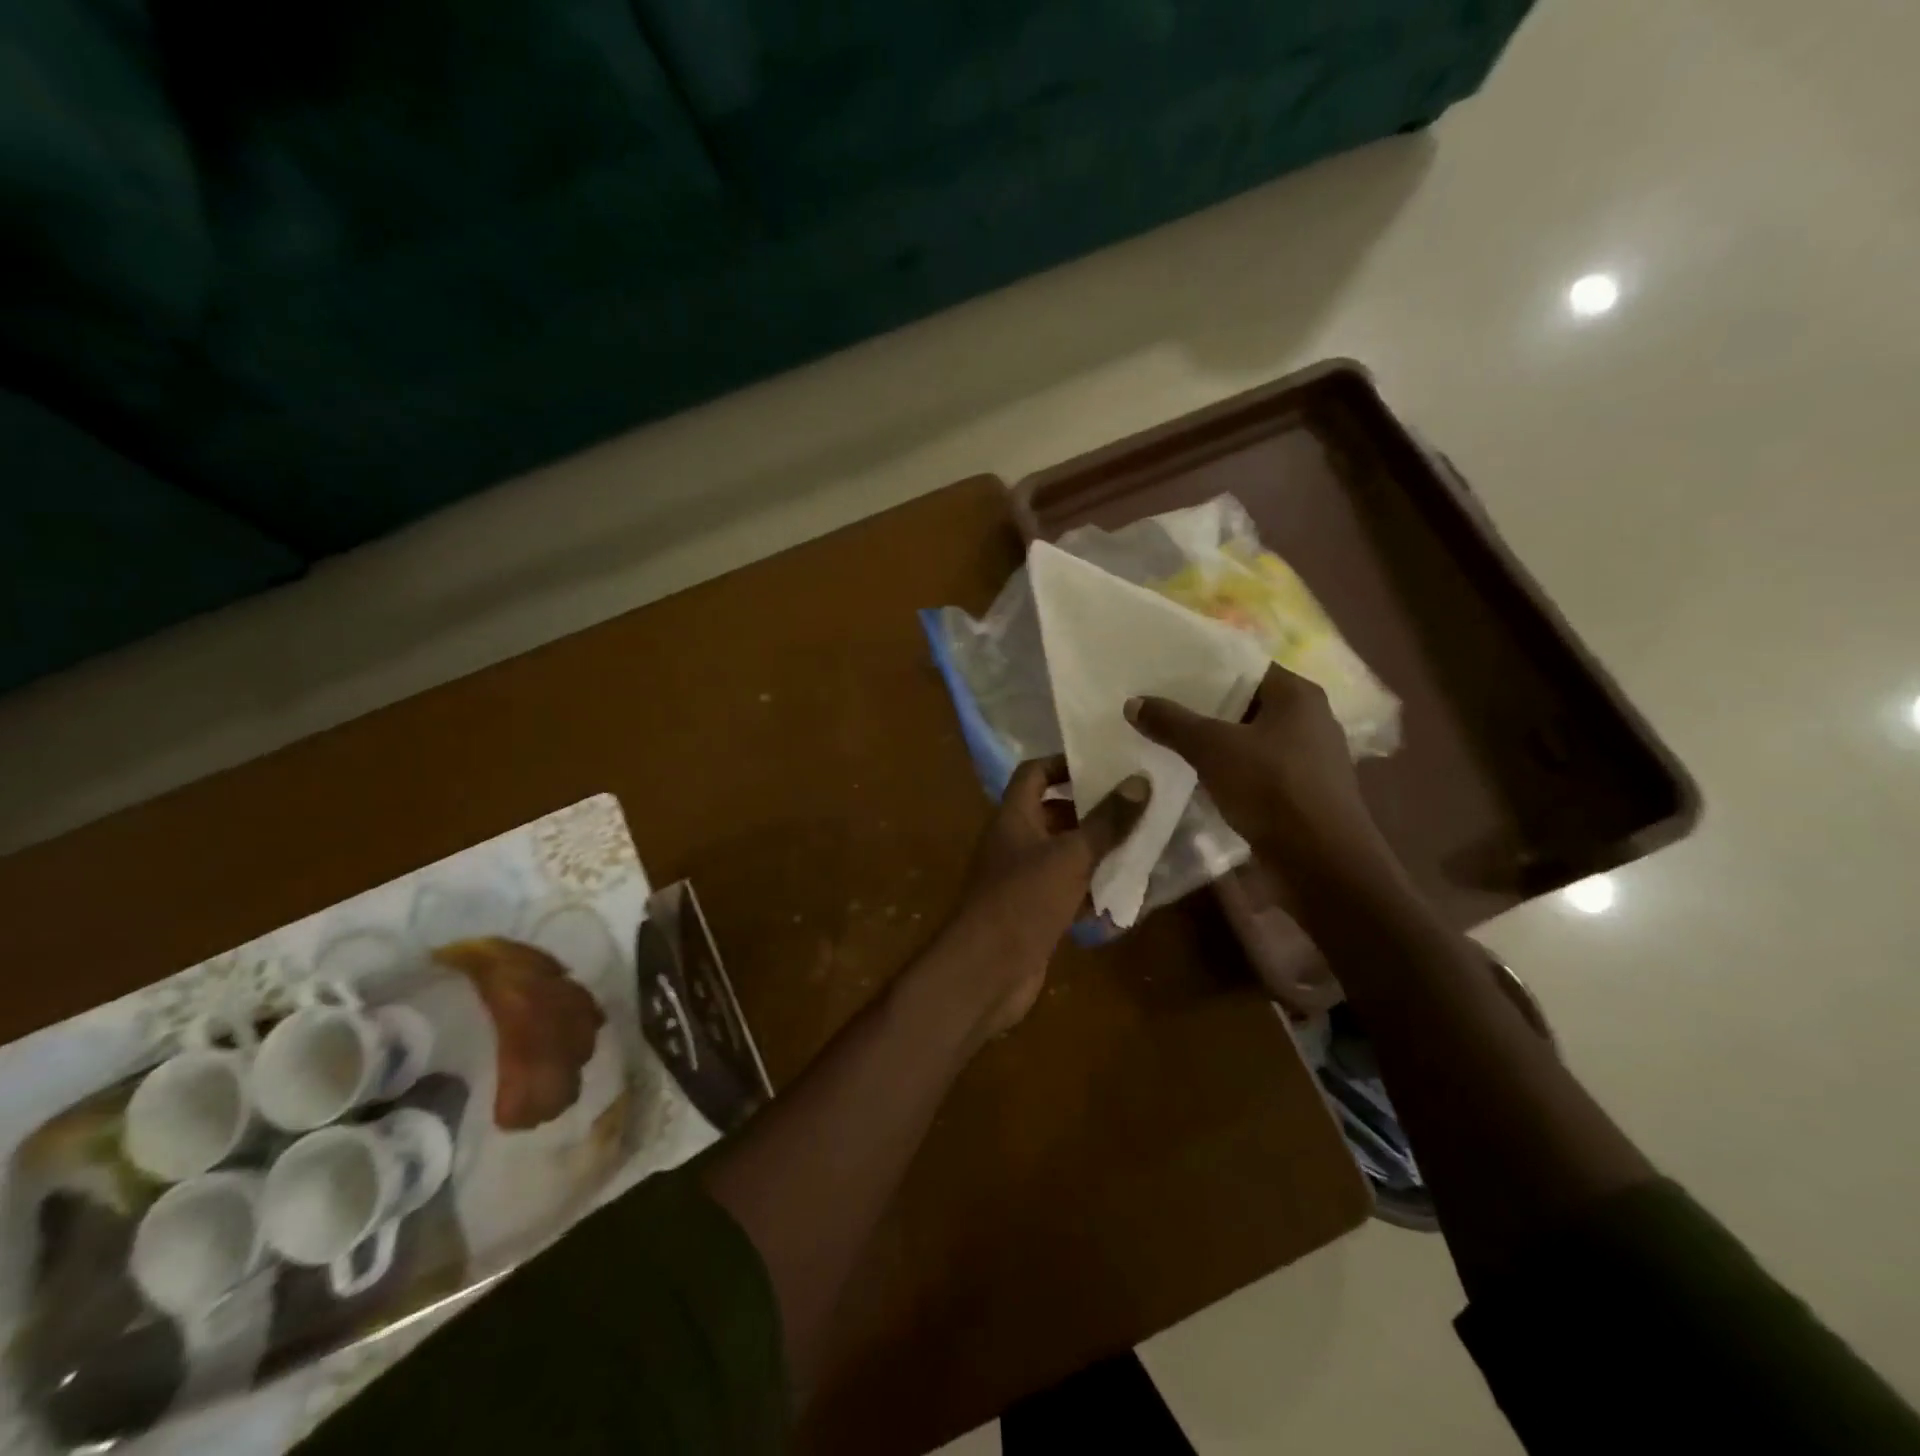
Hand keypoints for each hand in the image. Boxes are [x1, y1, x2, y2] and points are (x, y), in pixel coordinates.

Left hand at [944, 757, 1149, 1038]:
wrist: (986, 971)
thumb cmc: (1023, 900)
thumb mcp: (1070, 856)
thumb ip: (1106, 822)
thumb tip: (1140, 782)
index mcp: (1013, 817)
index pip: (1034, 773)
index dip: (1064, 764)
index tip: (1104, 765)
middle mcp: (1015, 843)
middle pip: (1053, 815)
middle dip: (1093, 812)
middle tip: (1136, 808)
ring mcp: (1023, 880)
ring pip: (1064, 856)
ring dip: (1097, 853)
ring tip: (1143, 847)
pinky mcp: (1034, 913)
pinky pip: (1068, 892)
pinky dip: (1092, 892)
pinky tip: (1127, 896)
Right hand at [1127, 664, 1397, 896]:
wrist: (1321, 863)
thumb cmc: (1271, 789)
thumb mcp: (1212, 749)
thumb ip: (1172, 723)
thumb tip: (1133, 702)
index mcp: (1298, 695)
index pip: (1245, 667)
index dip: (1205, 668)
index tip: (1166, 674)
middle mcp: (1310, 719)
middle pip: (1246, 703)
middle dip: (1204, 707)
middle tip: (1159, 706)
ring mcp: (1310, 758)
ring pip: (1251, 738)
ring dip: (1216, 741)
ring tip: (1170, 740)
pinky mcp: (1303, 791)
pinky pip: (1258, 769)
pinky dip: (1231, 769)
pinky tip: (1199, 776)